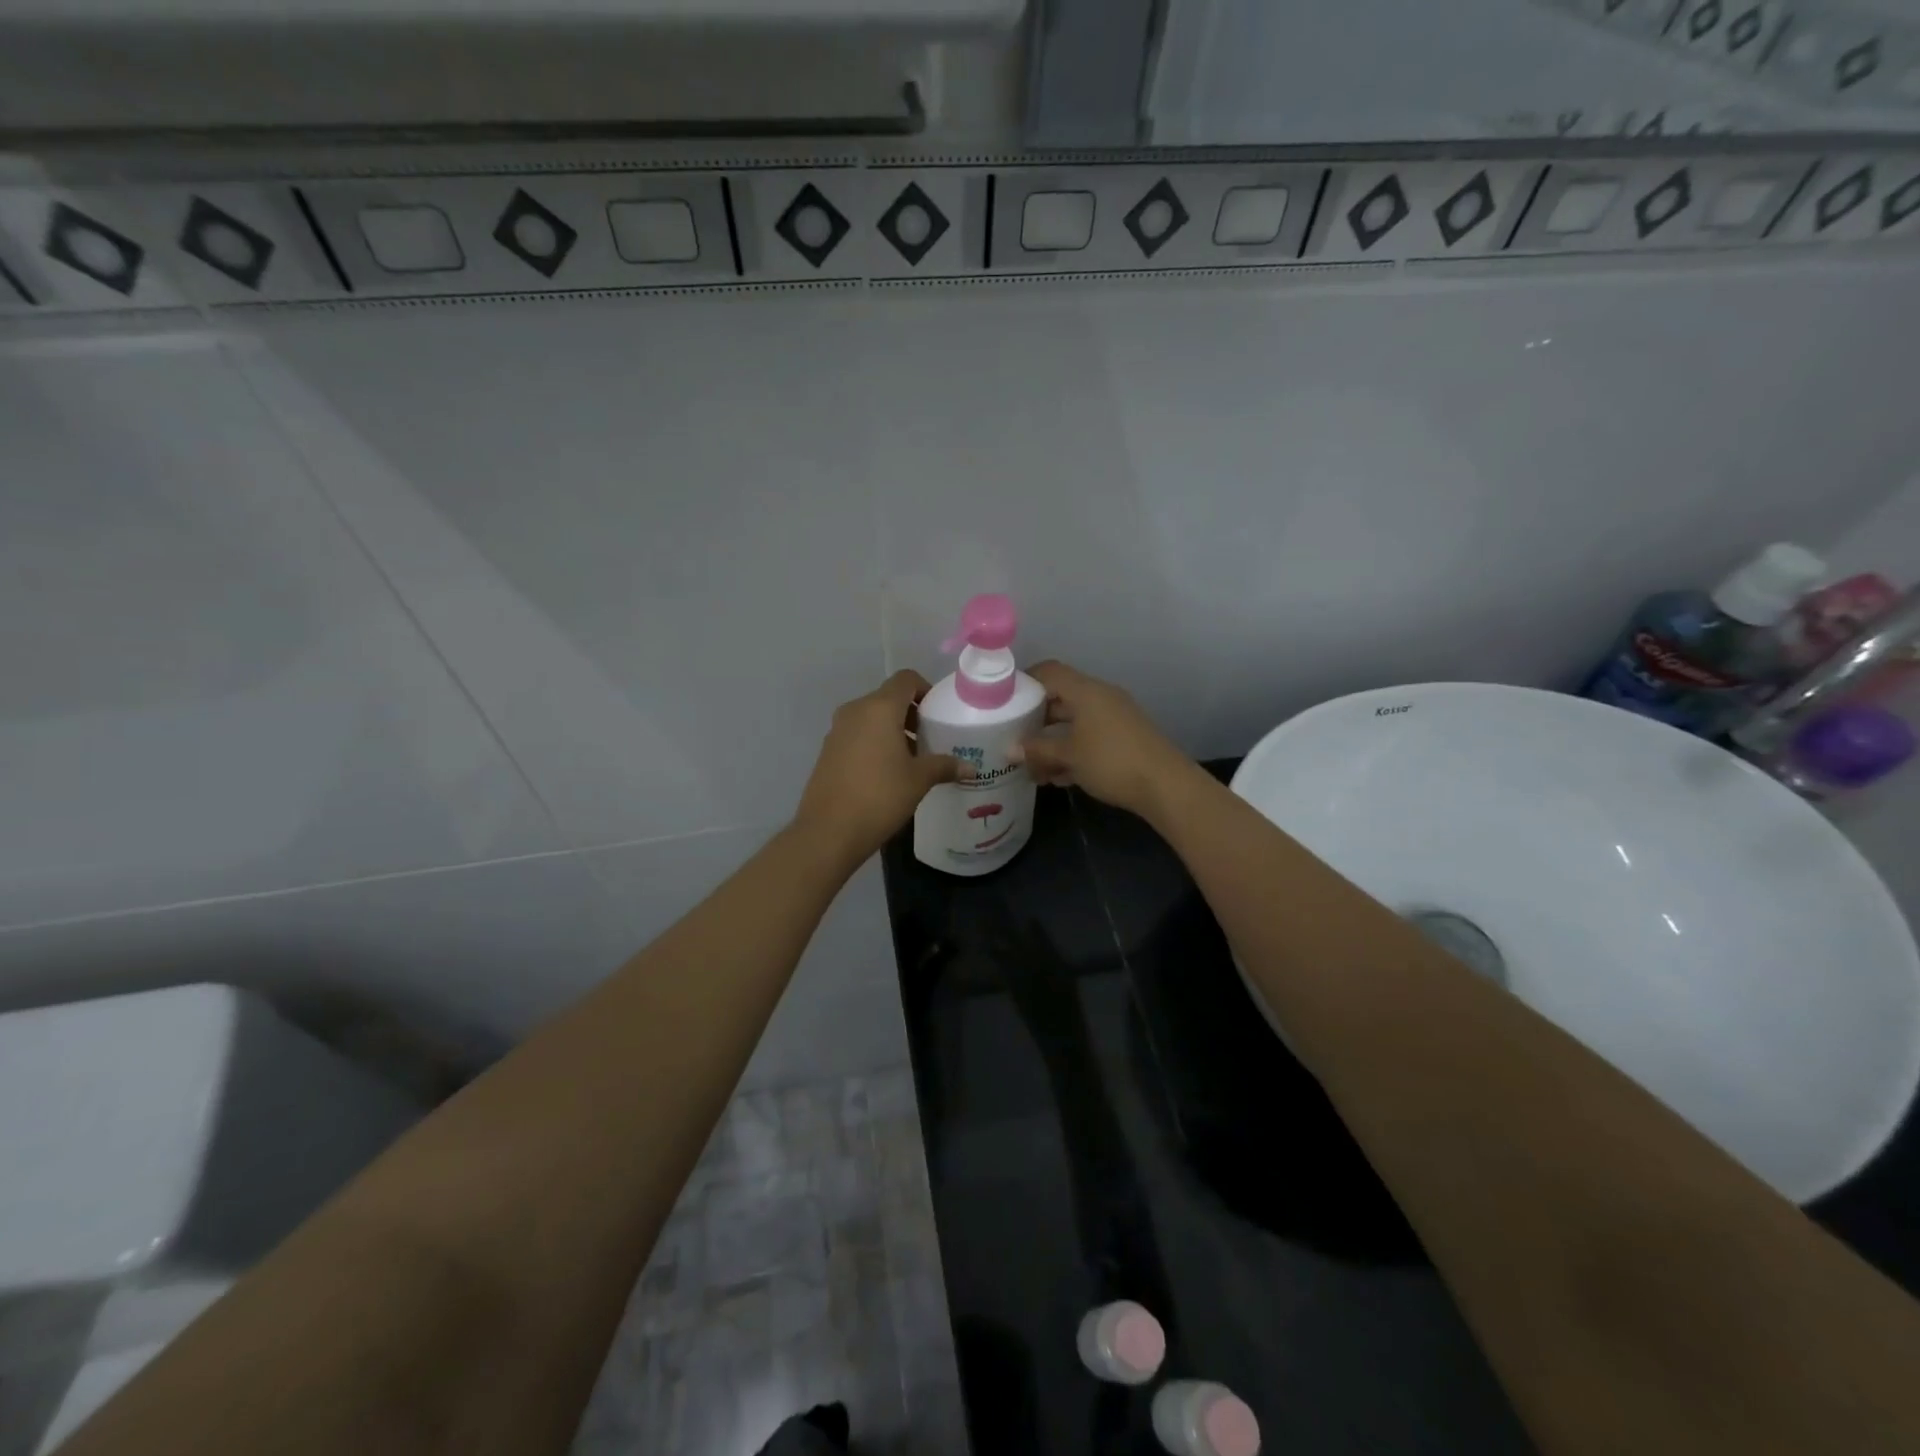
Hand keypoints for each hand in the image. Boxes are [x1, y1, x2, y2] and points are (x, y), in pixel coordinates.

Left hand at [794, 670, 964, 866]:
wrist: (829, 831)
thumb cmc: (880, 796)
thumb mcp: (919, 780)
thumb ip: (945, 766)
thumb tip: (971, 768)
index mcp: (879, 708)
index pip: (905, 679)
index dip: (925, 690)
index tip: (939, 714)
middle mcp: (855, 711)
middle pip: (888, 698)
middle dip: (911, 714)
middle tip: (931, 739)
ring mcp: (837, 731)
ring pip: (871, 718)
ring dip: (893, 730)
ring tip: (912, 759)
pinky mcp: (828, 751)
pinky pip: (857, 735)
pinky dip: (875, 743)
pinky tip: (887, 773)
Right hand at [1019, 661, 1192, 818]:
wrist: (1165, 785)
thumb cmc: (1111, 761)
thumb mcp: (1068, 756)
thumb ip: (1037, 750)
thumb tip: (1009, 749)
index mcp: (1086, 691)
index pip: (1049, 672)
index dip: (1025, 681)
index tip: (1004, 700)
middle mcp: (1101, 697)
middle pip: (1060, 698)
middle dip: (1036, 719)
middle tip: (1013, 737)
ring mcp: (1115, 718)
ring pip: (1074, 722)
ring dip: (1053, 741)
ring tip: (1032, 766)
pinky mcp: (1125, 738)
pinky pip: (1090, 737)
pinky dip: (1072, 751)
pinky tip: (1057, 777)